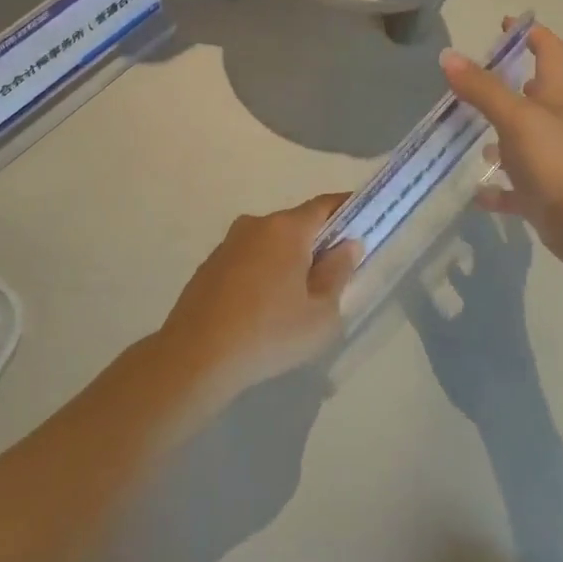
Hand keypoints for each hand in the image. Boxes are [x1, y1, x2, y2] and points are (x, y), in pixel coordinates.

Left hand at [157, 193, 362, 398]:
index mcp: (286, 229)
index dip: (348, 209)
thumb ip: (338, 273)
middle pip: (296, 224)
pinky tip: (264, 307)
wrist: (197, 356)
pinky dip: (263, 273)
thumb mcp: (321, 313)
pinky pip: (248, 260)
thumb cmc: (270, 333)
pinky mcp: (209, 266)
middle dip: (318, 242)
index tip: (365, 221)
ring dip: (288, 260)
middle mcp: (254, 225)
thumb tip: (347, 245)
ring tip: (297, 298)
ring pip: (270, 243)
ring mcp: (227, 244)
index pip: (325, 205)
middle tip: (335, 273)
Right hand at [440, 19, 562, 272]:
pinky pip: (514, 187)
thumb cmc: (555, 161)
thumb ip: (482, 89)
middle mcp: (556, 125)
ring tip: (466, 132)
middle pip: (534, 96)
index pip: (550, 53)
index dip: (532, 35)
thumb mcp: (515, 118)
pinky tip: (476, 192)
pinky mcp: (542, 194)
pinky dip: (496, 188)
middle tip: (471, 81)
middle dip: (507, 85)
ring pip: (521, 141)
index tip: (507, 24)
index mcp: (557, 99)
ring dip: (498, 135)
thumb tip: (448, 56)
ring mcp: (551, 161)